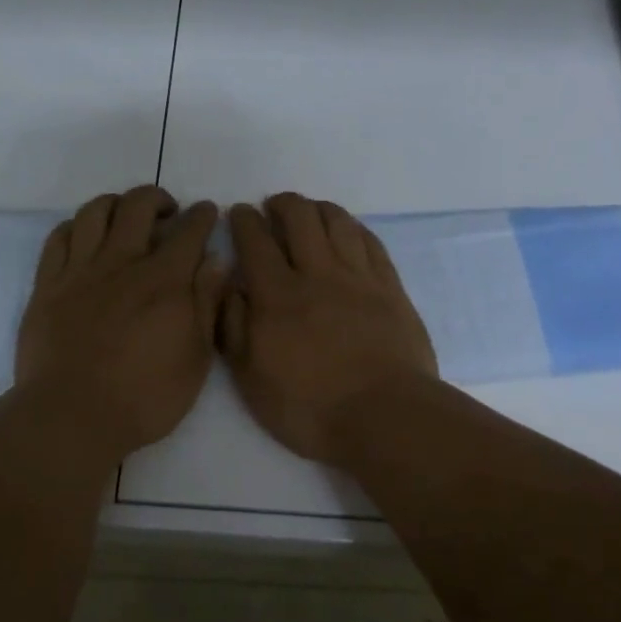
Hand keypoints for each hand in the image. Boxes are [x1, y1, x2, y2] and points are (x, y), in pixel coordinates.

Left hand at [16, 186, 224, 462]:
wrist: (72, 416)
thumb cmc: (144, 397)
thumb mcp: (195, 358)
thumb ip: (206, 303)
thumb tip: (216, 259)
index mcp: (164, 280)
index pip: (188, 230)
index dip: (202, 215)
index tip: (207, 211)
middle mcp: (122, 262)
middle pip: (138, 206)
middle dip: (158, 198)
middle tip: (168, 212)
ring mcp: (80, 271)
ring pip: (95, 212)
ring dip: (116, 203)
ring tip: (125, 216)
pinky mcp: (47, 284)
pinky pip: (58, 237)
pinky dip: (76, 226)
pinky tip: (85, 236)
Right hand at [218, 193, 437, 467]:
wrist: (386, 417)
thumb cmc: (310, 407)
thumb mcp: (252, 379)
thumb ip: (235, 327)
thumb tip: (230, 287)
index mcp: (278, 295)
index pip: (255, 241)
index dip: (244, 221)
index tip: (238, 212)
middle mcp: (317, 274)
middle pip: (300, 218)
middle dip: (282, 204)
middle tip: (273, 206)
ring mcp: (358, 278)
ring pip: (338, 222)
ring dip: (319, 208)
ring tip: (309, 212)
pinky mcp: (390, 288)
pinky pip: (370, 242)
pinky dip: (354, 228)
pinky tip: (348, 231)